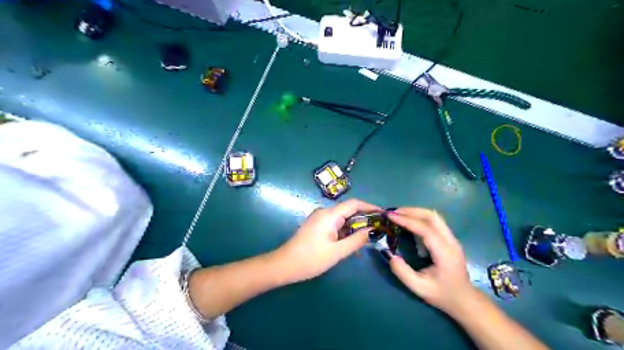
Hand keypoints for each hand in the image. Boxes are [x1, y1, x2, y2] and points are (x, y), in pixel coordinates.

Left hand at [276, 199, 382, 282]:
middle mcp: (324, 212)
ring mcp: (319, 218)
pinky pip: (335, 224)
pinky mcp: (316, 225)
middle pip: (348, 210)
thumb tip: (372, 231)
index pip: (354, 204)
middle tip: (378, 229)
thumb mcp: (337, 252)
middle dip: (364, 218)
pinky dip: (345, 231)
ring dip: (354, 227)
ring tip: (368, 238)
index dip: (370, 207)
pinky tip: (351, 242)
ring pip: (342, 218)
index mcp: (329, 215)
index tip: (383, 214)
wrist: (284, 265)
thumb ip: (356, 240)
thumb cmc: (311, 259)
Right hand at [386, 208, 478, 313]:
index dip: (407, 220)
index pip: (426, 229)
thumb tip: (390, 255)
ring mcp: (452, 239)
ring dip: (416, 212)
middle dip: (412, 211)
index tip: (391, 216)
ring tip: (400, 214)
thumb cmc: (442, 295)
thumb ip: (403, 273)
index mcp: (445, 253)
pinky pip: (435, 222)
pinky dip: (421, 217)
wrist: (465, 300)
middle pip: (433, 217)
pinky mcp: (450, 239)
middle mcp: (451, 242)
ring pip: (435, 217)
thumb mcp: (419, 289)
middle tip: (394, 212)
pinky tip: (410, 221)